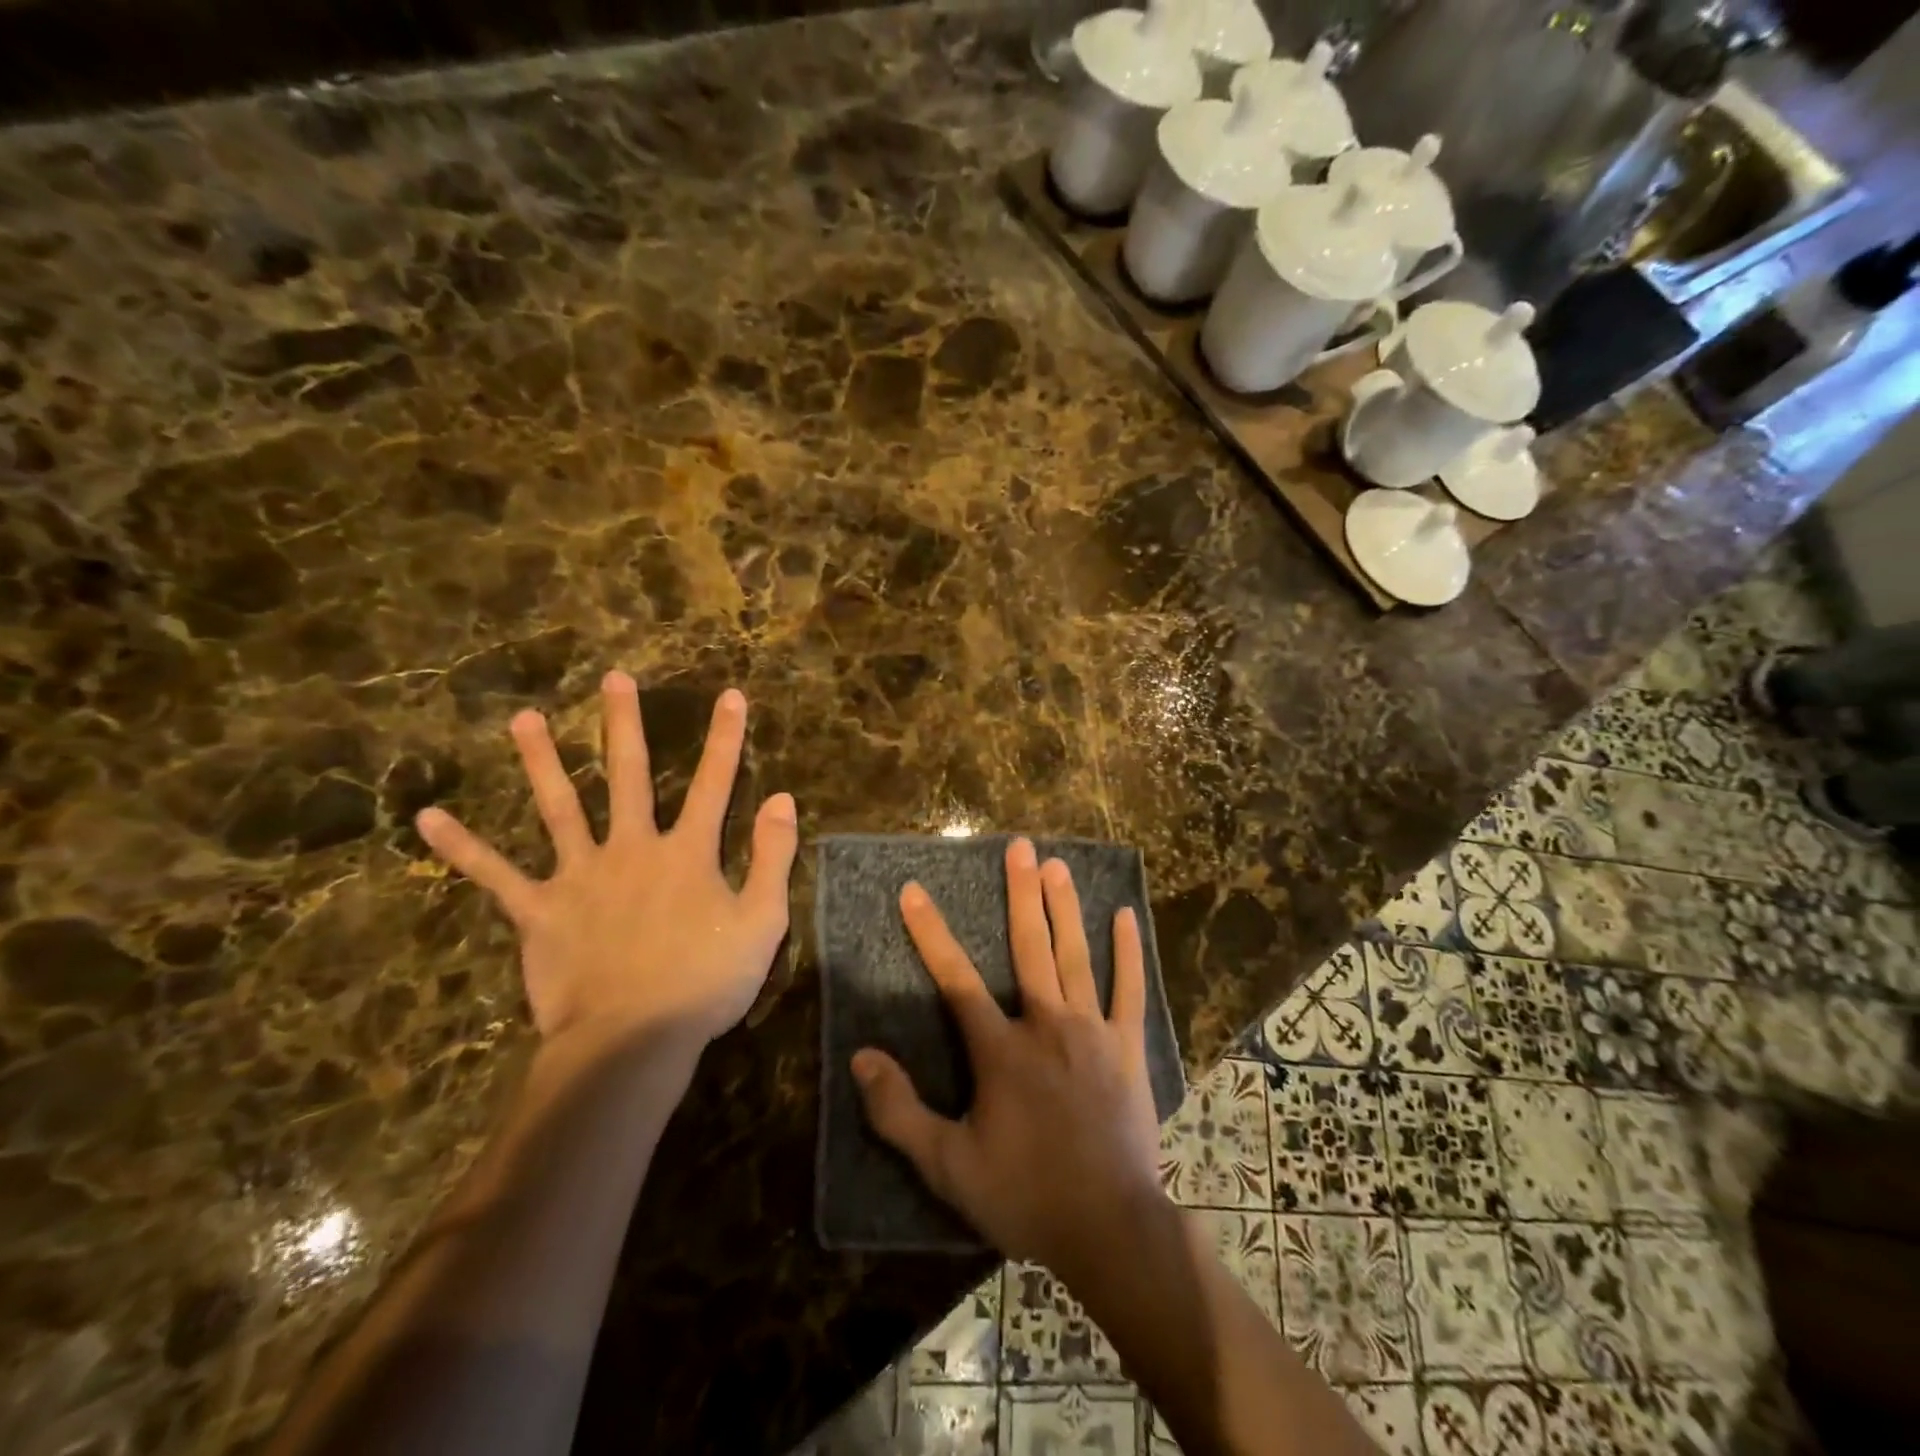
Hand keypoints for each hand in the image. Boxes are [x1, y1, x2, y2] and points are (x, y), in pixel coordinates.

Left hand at [415, 671, 797, 1046]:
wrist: (631, 1042)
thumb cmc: (705, 983)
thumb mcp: (762, 921)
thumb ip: (772, 857)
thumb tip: (782, 798)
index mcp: (687, 854)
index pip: (715, 783)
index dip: (726, 738)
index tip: (730, 695)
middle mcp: (632, 849)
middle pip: (629, 776)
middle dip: (624, 724)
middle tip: (613, 678)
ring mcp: (580, 877)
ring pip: (559, 807)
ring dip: (541, 761)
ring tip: (524, 719)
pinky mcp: (539, 911)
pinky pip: (495, 875)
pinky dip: (463, 848)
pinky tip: (430, 819)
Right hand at [851, 838, 1164, 1272]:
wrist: (1110, 1228)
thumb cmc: (1024, 1195)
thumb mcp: (948, 1166)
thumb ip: (899, 1112)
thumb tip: (860, 1058)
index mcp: (1001, 1049)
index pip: (956, 979)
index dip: (931, 933)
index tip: (914, 890)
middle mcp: (1046, 1023)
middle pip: (1029, 947)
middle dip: (1020, 894)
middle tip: (1019, 846)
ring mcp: (1093, 1031)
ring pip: (1076, 956)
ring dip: (1065, 908)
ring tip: (1057, 865)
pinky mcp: (1128, 1047)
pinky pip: (1129, 990)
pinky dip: (1129, 952)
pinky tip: (1125, 916)